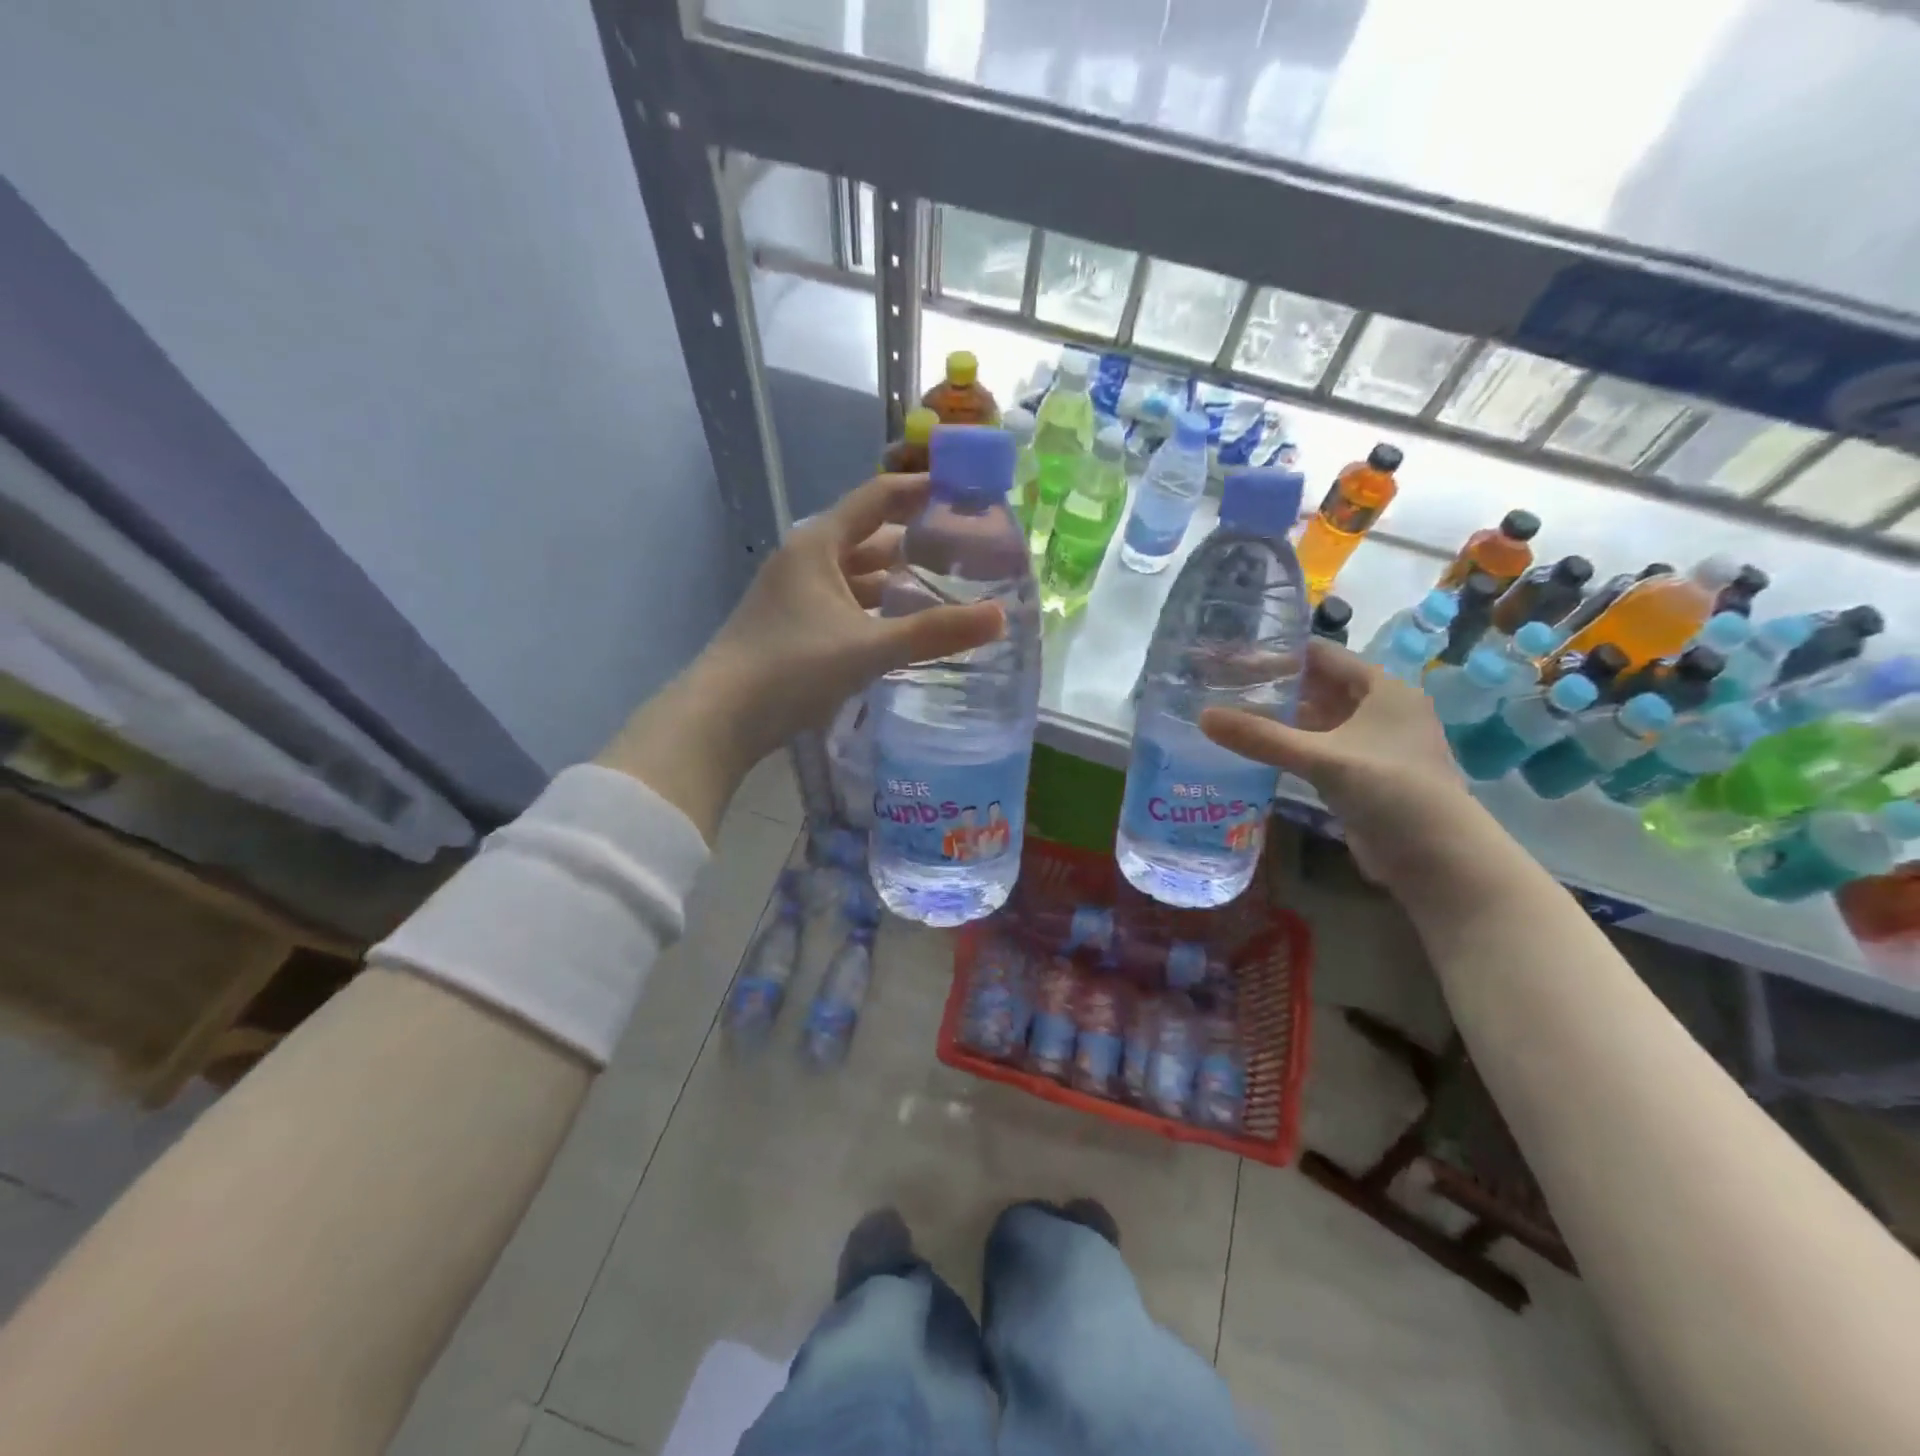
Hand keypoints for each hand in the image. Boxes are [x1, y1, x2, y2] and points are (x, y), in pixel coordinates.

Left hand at [598, 474, 1003, 836]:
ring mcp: (796, 595)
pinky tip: (902, 627)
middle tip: (968, 550)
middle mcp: (806, 560)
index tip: (965, 490)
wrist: (720, 719)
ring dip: (896, 580)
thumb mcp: (869, 648)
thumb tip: (1000, 617)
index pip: (879, 498)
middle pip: (870, 538)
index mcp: (819, 544)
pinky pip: (847, 605)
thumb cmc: (791, 668)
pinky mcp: (794, 627)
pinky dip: (876, 610)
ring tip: (945, 588)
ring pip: (857, 576)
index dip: (922, 490)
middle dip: (916, 542)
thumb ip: (935, 632)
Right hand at [1199, 640, 1470, 884]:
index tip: (1233, 656)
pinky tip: (1258, 749)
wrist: (1437, 858)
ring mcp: (1373, 744)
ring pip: (1319, 720)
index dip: (1279, 653)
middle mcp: (1380, 709)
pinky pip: (1320, 749)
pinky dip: (1292, 746)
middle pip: (1319, 687)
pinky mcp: (1363, 775)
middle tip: (1223, 686)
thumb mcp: (1322, 758)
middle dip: (1275, 686)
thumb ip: (1261, 737)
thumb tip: (1202, 717)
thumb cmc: (1390, 789)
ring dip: (1281, 718)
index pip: (1323, 656)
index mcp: (1383, 689)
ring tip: (1232, 714)